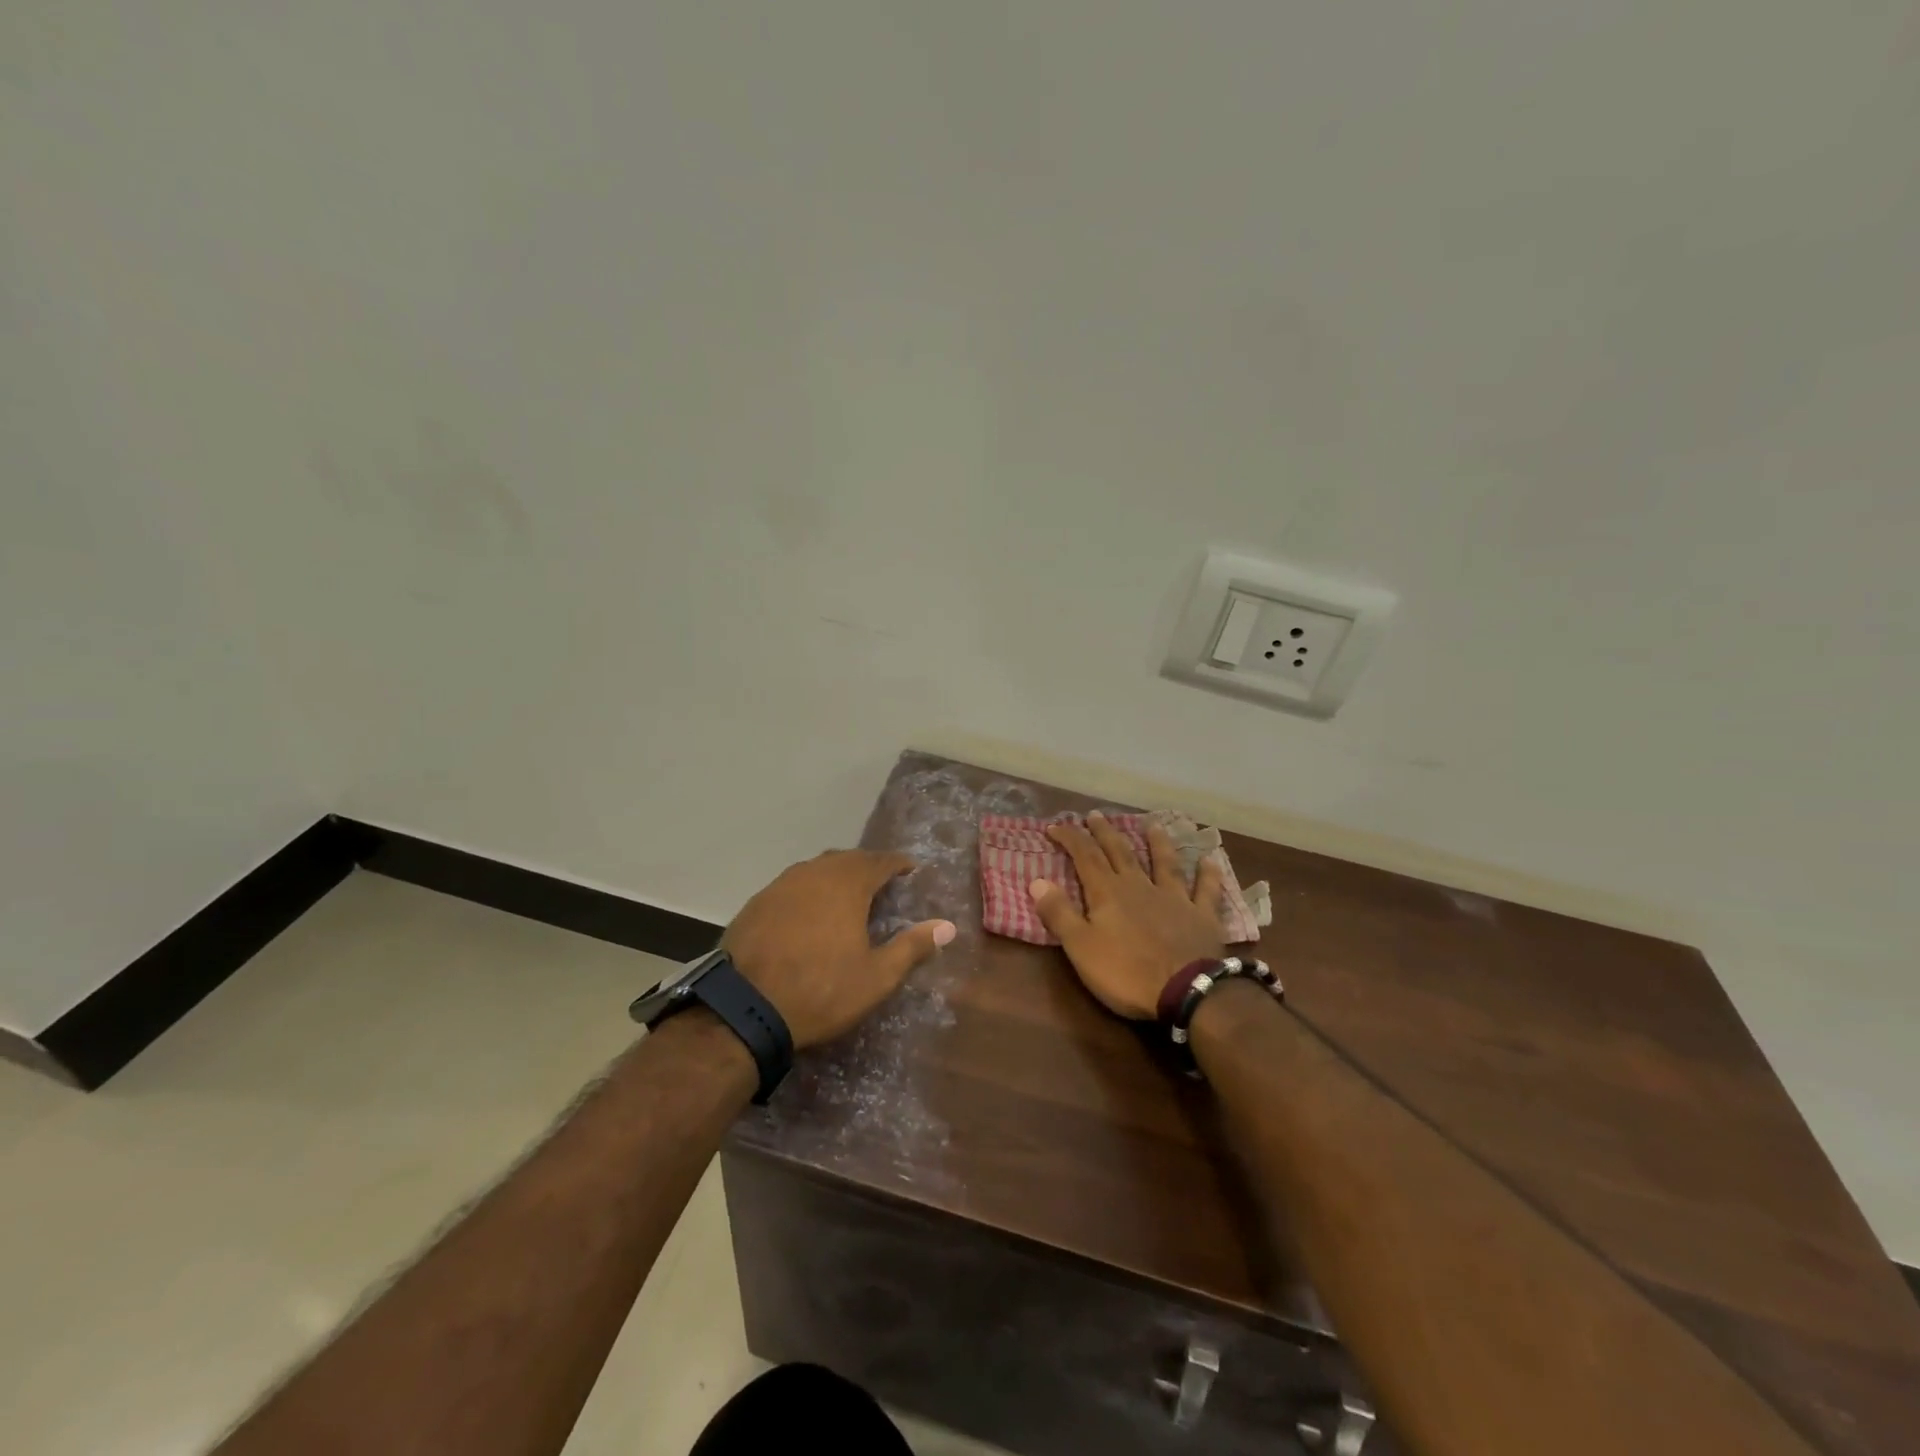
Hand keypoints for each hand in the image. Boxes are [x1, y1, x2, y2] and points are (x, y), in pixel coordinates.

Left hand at [722, 850, 955, 1047]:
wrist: (744, 1007)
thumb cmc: (821, 990)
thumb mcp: (876, 976)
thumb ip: (913, 947)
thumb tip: (948, 926)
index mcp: (847, 883)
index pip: (881, 860)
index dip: (899, 864)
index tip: (911, 871)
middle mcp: (814, 872)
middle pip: (848, 859)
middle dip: (868, 867)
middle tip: (882, 884)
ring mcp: (781, 884)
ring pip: (817, 869)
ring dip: (836, 877)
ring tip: (847, 897)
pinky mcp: (757, 902)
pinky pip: (792, 886)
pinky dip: (808, 892)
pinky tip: (809, 914)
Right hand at [1029, 811, 1228, 1019]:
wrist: (1187, 991)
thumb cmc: (1126, 972)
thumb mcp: (1080, 947)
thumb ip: (1059, 913)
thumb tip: (1036, 880)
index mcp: (1108, 893)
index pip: (1085, 856)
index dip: (1069, 838)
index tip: (1055, 826)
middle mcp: (1140, 886)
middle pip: (1120, 852)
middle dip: (1105, 833)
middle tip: (1096, 815)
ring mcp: (1175, 898)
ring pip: (1164, 863)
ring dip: (1157, 843)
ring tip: (1152, 825)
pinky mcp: (1202, 916)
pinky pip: (1206, 890)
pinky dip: (1208, 874)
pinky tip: (1209, 860)